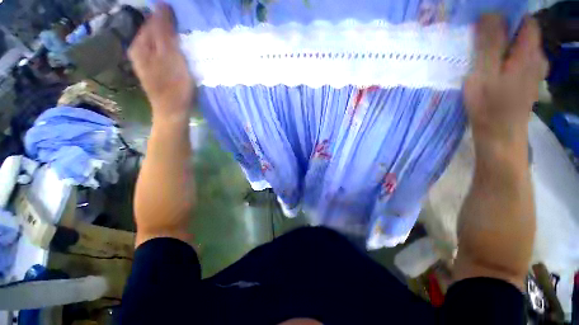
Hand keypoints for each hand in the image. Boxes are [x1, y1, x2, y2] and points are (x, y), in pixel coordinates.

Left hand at [128, 3, 193, 122]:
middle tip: (186, 34)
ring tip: (185, 43)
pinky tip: (180, 54)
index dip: (168, 18)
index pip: (152, 20)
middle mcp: (139, 50)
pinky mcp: (156, 69)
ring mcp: (147, 61)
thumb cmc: (173, 85)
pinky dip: (172, 50)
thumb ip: (163, 30)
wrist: (173, 111)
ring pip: (159, 42)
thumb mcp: (169, 55)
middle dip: (169, 29)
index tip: (184, 23)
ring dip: (172, 39)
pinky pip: (163, 52)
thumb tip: (162, 5)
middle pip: (154, 31)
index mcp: (139, 44)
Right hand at [465, 15, 547, 156]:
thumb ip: (490, 43)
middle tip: (480, 42)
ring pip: (520, 47)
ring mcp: (534, 71)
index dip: (507, 16)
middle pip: (523, 33)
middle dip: (503, 31)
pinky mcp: (528, 81)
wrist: (499, 135)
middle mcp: (538, 57)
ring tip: (484, 56)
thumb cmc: (489, 106)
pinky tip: (494, 68)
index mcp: (529, 52)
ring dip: (504, 46)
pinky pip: (519, 59)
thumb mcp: (484, 73)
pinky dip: (507, 58)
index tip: (486, 23)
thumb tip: (490, 14)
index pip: (525, 20)